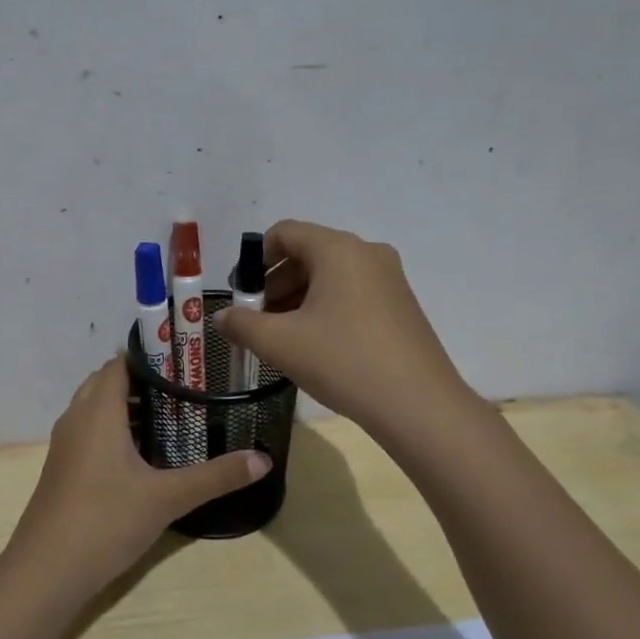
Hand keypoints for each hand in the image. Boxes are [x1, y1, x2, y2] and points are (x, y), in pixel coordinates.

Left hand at [4, 356, 269, 601]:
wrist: (46, 571)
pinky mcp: (63, 469)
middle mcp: (77, 419)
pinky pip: (90, 432)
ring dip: (128, 407)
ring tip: (173, 416)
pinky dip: (114, 430)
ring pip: (96, 409)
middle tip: (187, 388)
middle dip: (143, 381)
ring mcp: (66, 445)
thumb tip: (264, 459)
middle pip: (107, 382)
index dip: (151, 357)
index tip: (187, 361)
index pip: (119, 363)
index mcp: (98, 412)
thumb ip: (215, 476)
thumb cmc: (105, 521)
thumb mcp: (167, 498)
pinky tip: (143, 454)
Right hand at [214, 220, 466, 440]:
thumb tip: (221, 317)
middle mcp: (366, 253)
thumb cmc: (343, 361)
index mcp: (338, 249)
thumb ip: (242, 324)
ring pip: (330, 276)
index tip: (241, 295)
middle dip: (274, 283)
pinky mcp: (401, 305)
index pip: (284, 233)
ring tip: (282, 337)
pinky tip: (315, 346)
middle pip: (307, 253)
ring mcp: (389, 279)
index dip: (254, 260)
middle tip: (257, 320)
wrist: (418, 405)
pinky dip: (325, 309)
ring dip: (298, 298)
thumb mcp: (279, 343)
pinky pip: (351, 293)